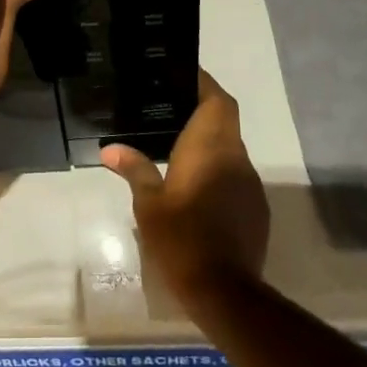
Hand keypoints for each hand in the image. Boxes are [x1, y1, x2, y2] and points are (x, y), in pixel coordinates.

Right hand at [101, 70, 268, 312]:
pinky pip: (236, 174)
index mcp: (210, 147)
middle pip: (225, 118)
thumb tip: (111, 149)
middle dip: (202, 108)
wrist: (225, 292)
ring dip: (210, 140)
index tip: (182, 74)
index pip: (216, 99)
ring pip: (231, 146)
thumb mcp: (148, 204)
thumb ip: (134, 169)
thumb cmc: (182, 238)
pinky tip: (195, 184)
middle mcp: (235, 157)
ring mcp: (249, 183)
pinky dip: (217, 168)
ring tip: (176, 143)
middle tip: (170, 106)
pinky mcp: (255, 207)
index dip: (203, 83)